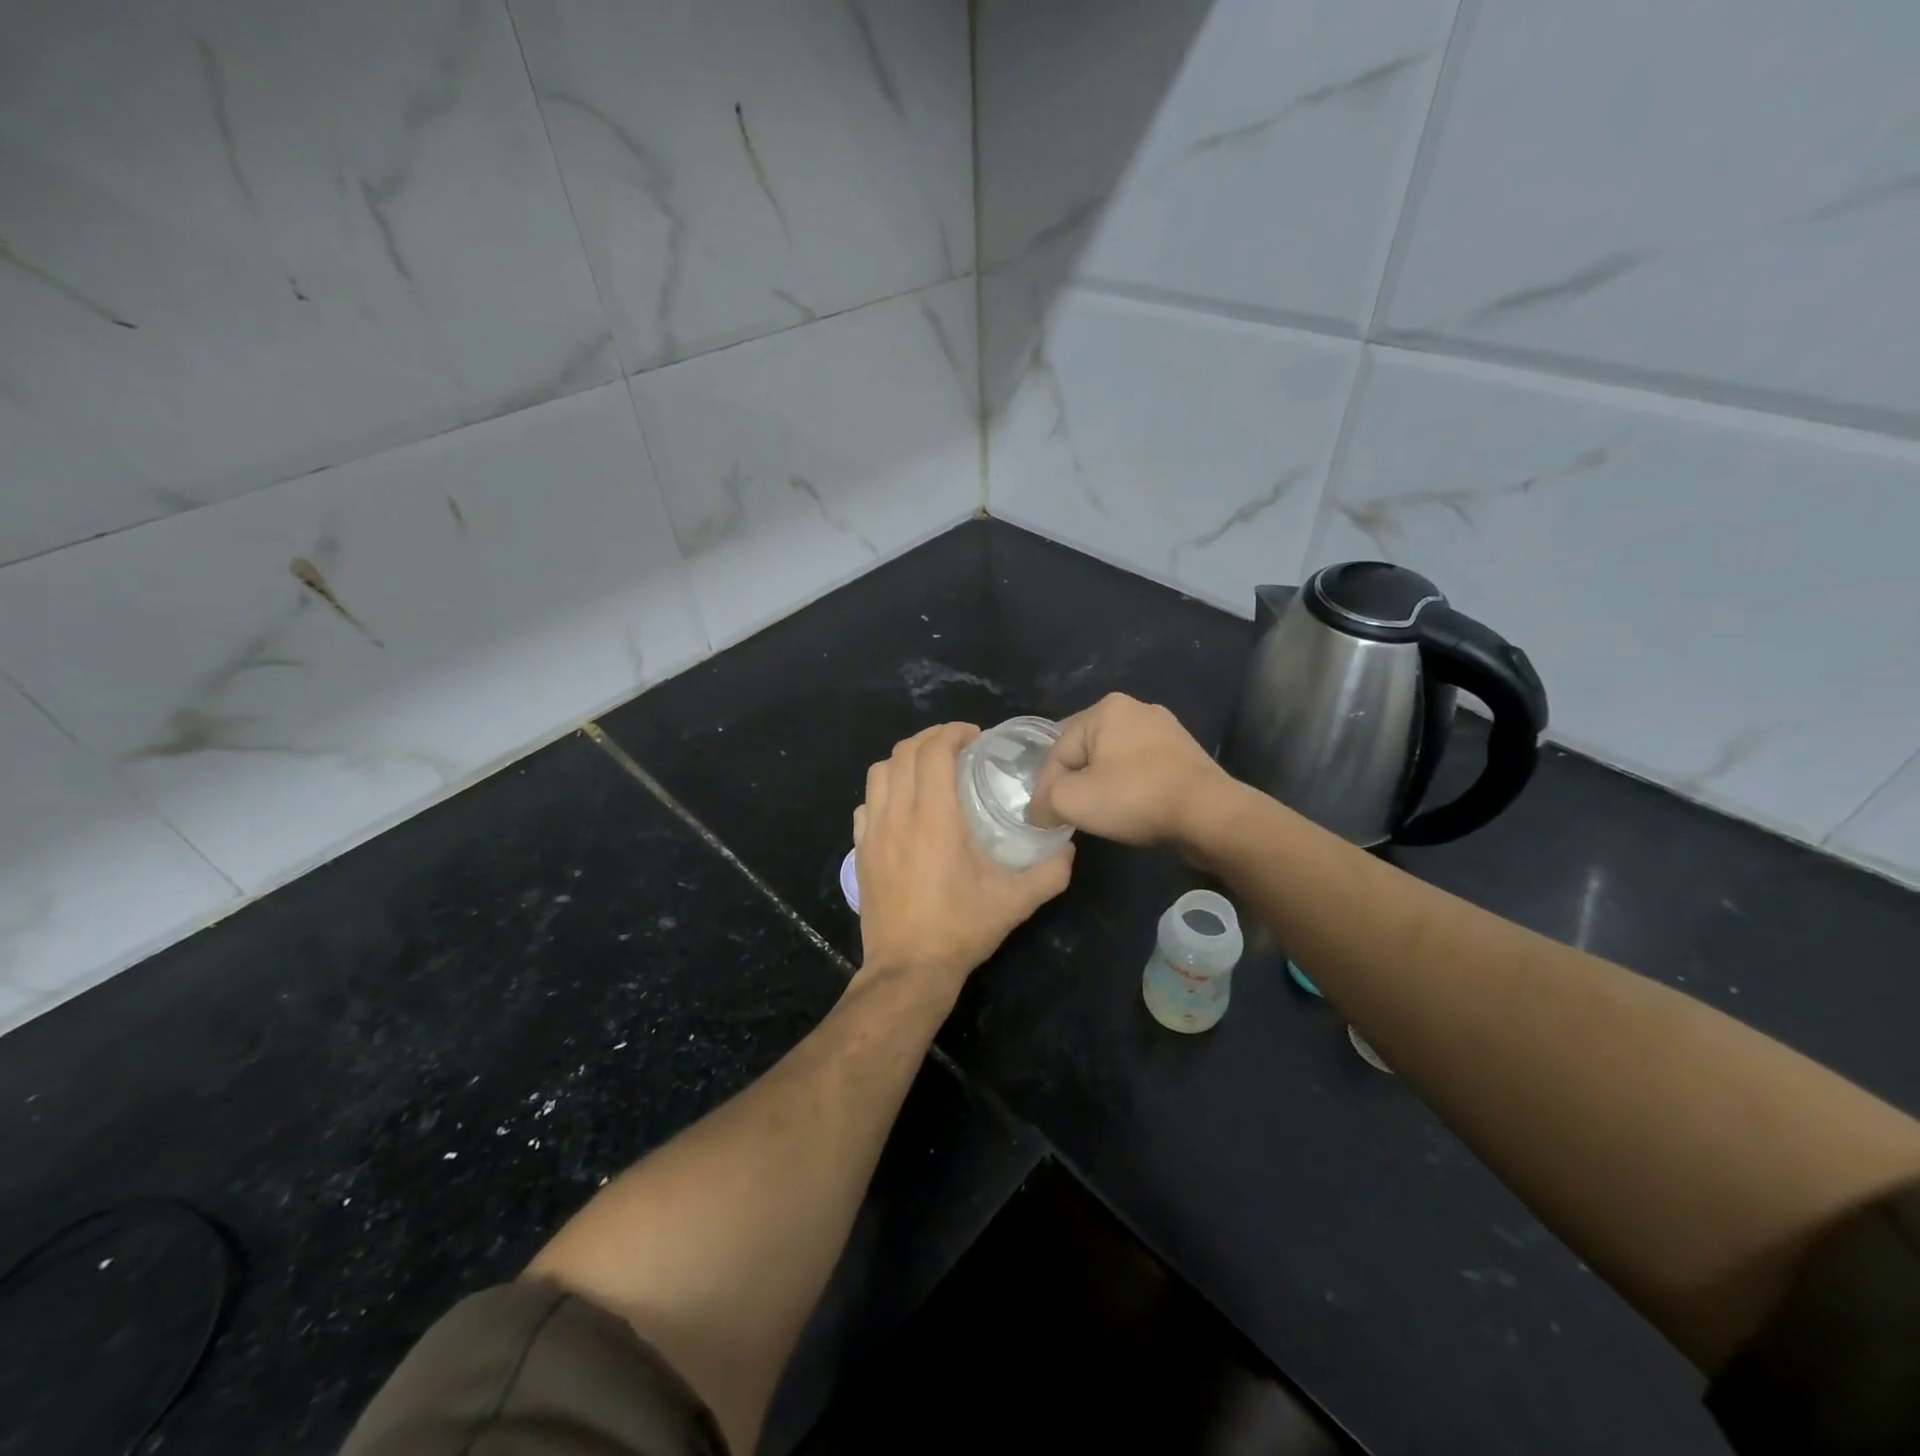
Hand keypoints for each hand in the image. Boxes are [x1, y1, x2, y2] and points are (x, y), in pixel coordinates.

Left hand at [853, 723, 1073, 993]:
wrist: (908, 969)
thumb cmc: (961, 930)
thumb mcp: (1016, 901)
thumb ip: (1050, 872)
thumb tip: (1069, 848)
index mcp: (934, 819)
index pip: (932, 751)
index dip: (952, 732)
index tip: (975, 737)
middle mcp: (898, 816)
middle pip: (903, 753)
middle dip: (931, 739)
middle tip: (957, 747)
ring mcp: (872, 833)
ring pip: (879, 773)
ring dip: (905, 760)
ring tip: (929, 770)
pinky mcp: (860, 851)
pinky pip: (866, 804)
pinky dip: (885, 791)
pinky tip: (903, 807)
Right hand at [1029, 693, 1232, 849]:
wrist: (1209, 814)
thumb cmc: (1135, 797)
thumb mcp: (1073, 801)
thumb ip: (1046, 802)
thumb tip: (1039, 812)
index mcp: (1106, 708)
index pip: (1058, 750)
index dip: (1046, 787)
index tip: (1043, 819)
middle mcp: (1136, 709)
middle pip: (1085, 752)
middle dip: (1074, 783)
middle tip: (1068, 816)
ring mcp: (1166, 730)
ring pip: (1114, 761)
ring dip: (1101, 787)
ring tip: (1098, 816)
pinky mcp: (1185, 754)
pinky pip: (1142, 770)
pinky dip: (1130, 789)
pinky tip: (1131, 810)